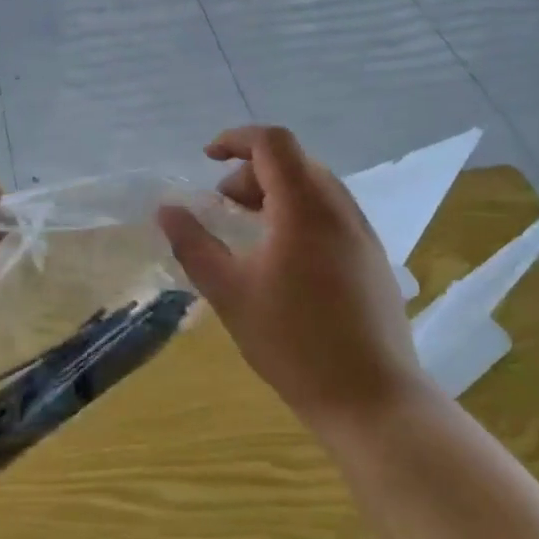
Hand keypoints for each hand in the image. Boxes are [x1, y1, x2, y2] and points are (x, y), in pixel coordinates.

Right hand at [157, 126, 425, 433]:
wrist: (372, 399)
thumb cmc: (293, 341)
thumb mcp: (228, 292)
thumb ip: (194, 244)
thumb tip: (166, 209)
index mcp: (305, 208)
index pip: (272, 143)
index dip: (236, 139)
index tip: (206, 158)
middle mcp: (340, 209)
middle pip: (294, 162)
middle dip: (251, 171)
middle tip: (223, 205)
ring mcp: (362, 234)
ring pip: (315, 187)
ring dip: (276, 192)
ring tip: (249, 230)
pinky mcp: (373, 259)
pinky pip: (331, 212)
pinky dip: (298, 212)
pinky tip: (283, 258)